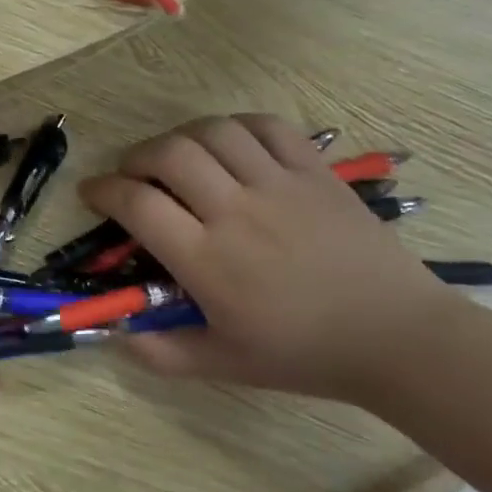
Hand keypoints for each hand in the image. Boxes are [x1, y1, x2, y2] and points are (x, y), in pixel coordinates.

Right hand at [80, 115, 454, 401]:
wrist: (398, 338)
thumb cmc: (303, 353)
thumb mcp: (224, 364)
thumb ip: (161, 353)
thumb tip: (113, 336)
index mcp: (208, 260)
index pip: (137, 204)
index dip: (103, 191)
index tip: (93, 193)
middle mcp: (236, 212)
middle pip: (168, 155)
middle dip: (136, 157)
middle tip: (133, 174)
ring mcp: (279, 186)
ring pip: (213, 132)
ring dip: (181, 137)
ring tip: (177, 157)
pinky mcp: (315, 173)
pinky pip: (267, 126)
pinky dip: (236, 126)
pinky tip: (228, 144)